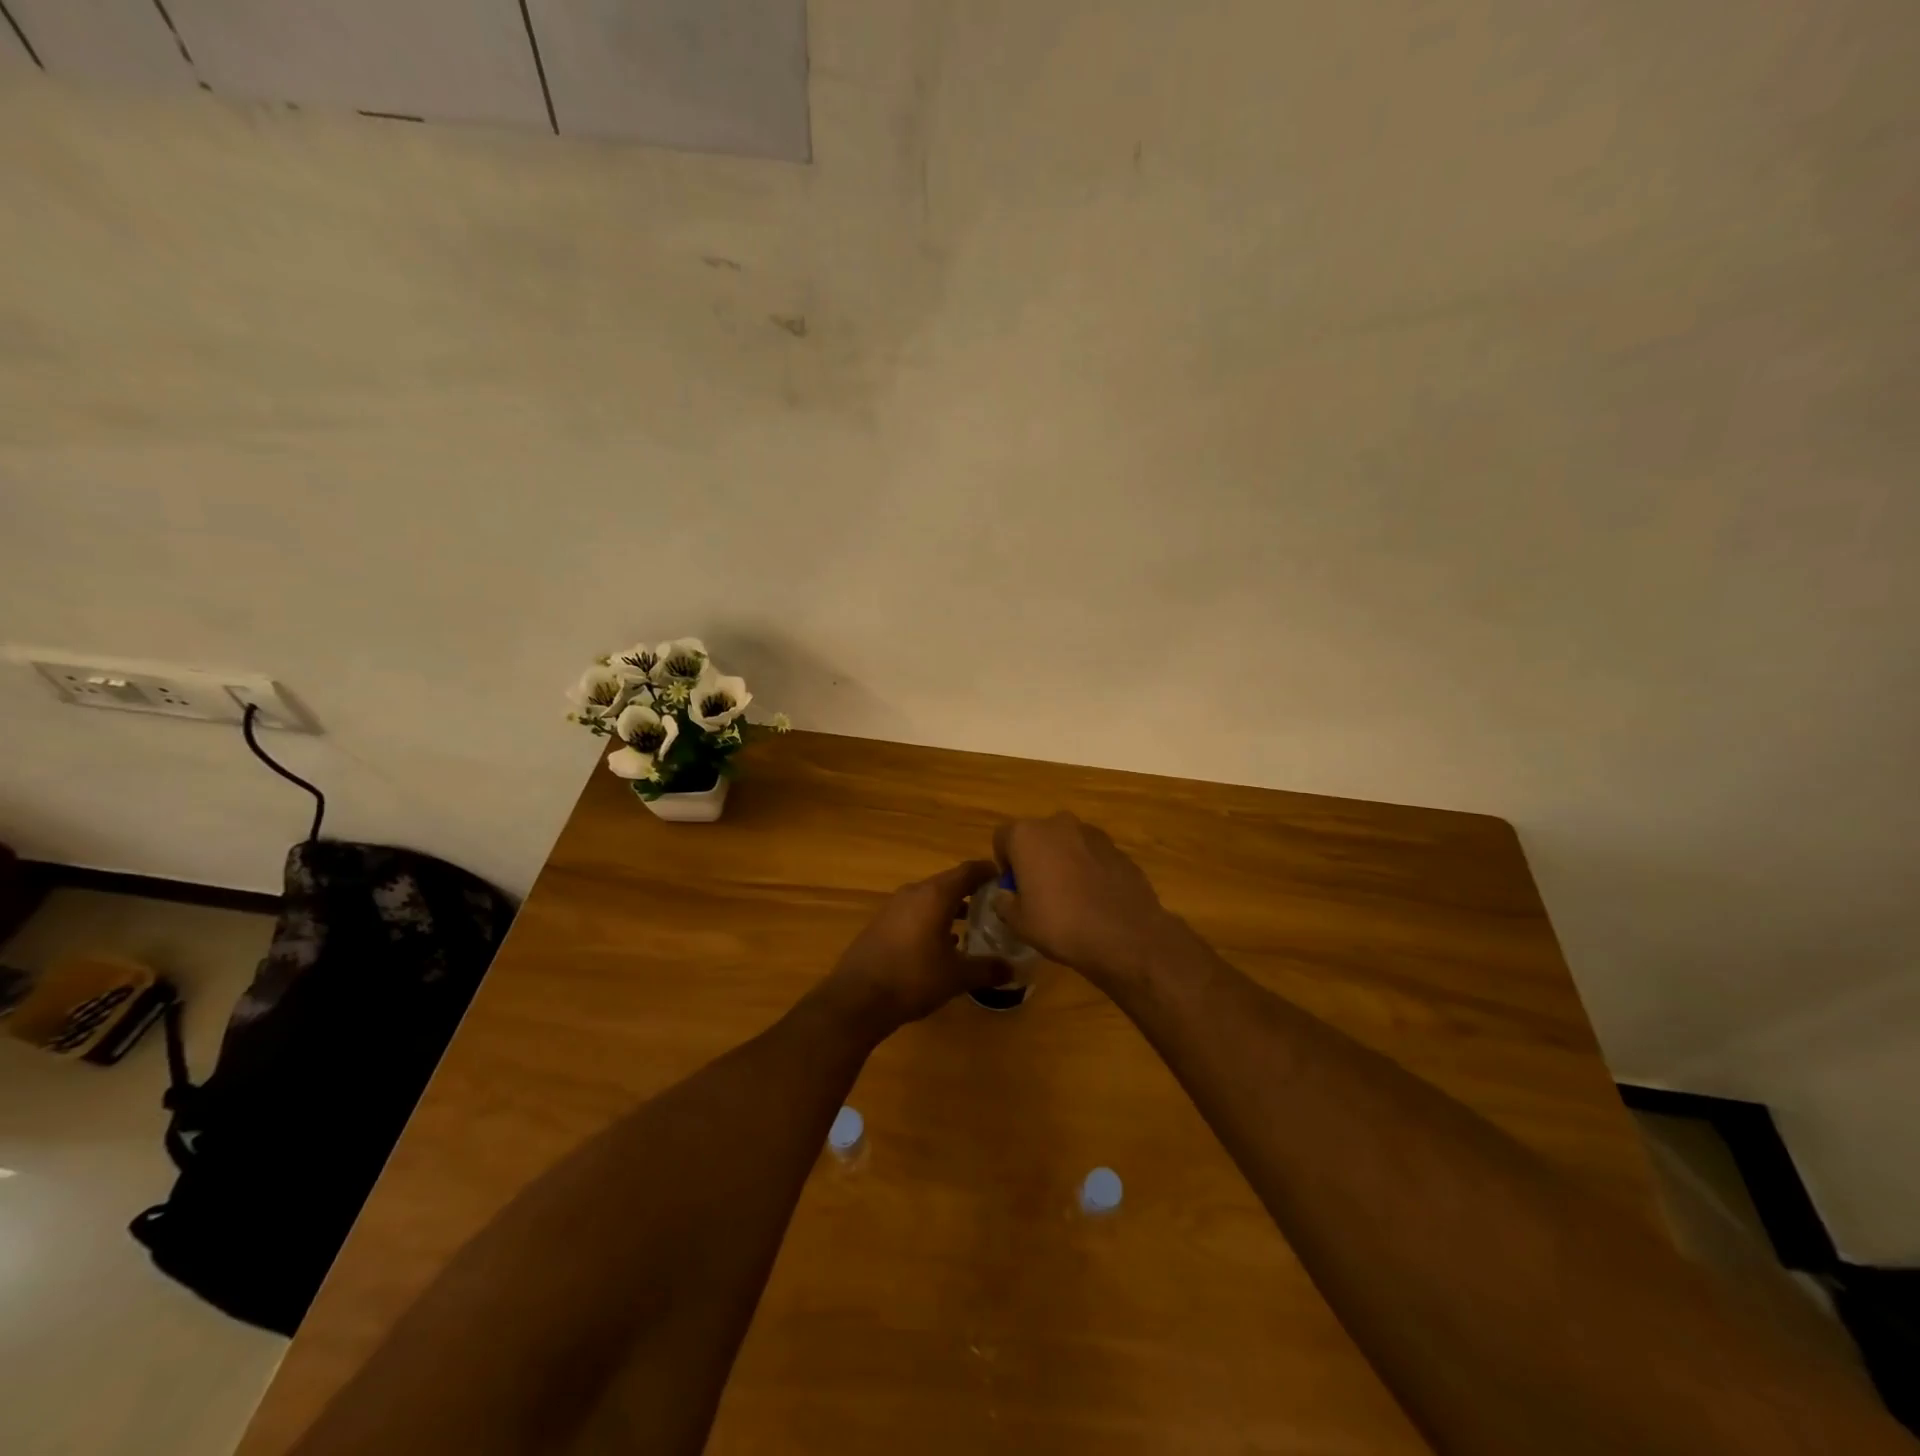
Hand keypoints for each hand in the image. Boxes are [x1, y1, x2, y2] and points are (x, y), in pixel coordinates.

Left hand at [817, 860, 1010, 1038]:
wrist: (857, 999)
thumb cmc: (913, 978)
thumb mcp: (957, 976)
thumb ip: (987, 969)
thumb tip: (1012, 969)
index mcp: (935, 895)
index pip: (967, 871)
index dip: (987, 871)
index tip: (1004, 877)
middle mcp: (914, 893)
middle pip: (948, 883)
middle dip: (971, 891)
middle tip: (994, 904)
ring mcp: (893, 907)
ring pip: (929, 899)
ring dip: (950, 908)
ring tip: (972, 925)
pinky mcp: (880, 924)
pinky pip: (913, 913)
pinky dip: (931, 920)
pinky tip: (941, 944)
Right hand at [992, 813, 1185, 987]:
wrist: (1125, 935)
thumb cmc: (1061, 924)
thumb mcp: (1018, 923)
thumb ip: (1004, 903)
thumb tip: (1005, 895)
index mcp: (1028, 835)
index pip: (1002, 838)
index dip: (1005, 864)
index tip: (1014, 889)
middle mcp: (1059, 824)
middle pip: (1037, 837)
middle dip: (1035, 858)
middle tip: (1040, 892)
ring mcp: (1093, 833)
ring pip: (1067, 843)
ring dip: (1063, 861)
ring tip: (1070, 897)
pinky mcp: (1118, 849)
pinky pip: (1092, 855)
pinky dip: (1089, 870)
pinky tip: (1095, 899)